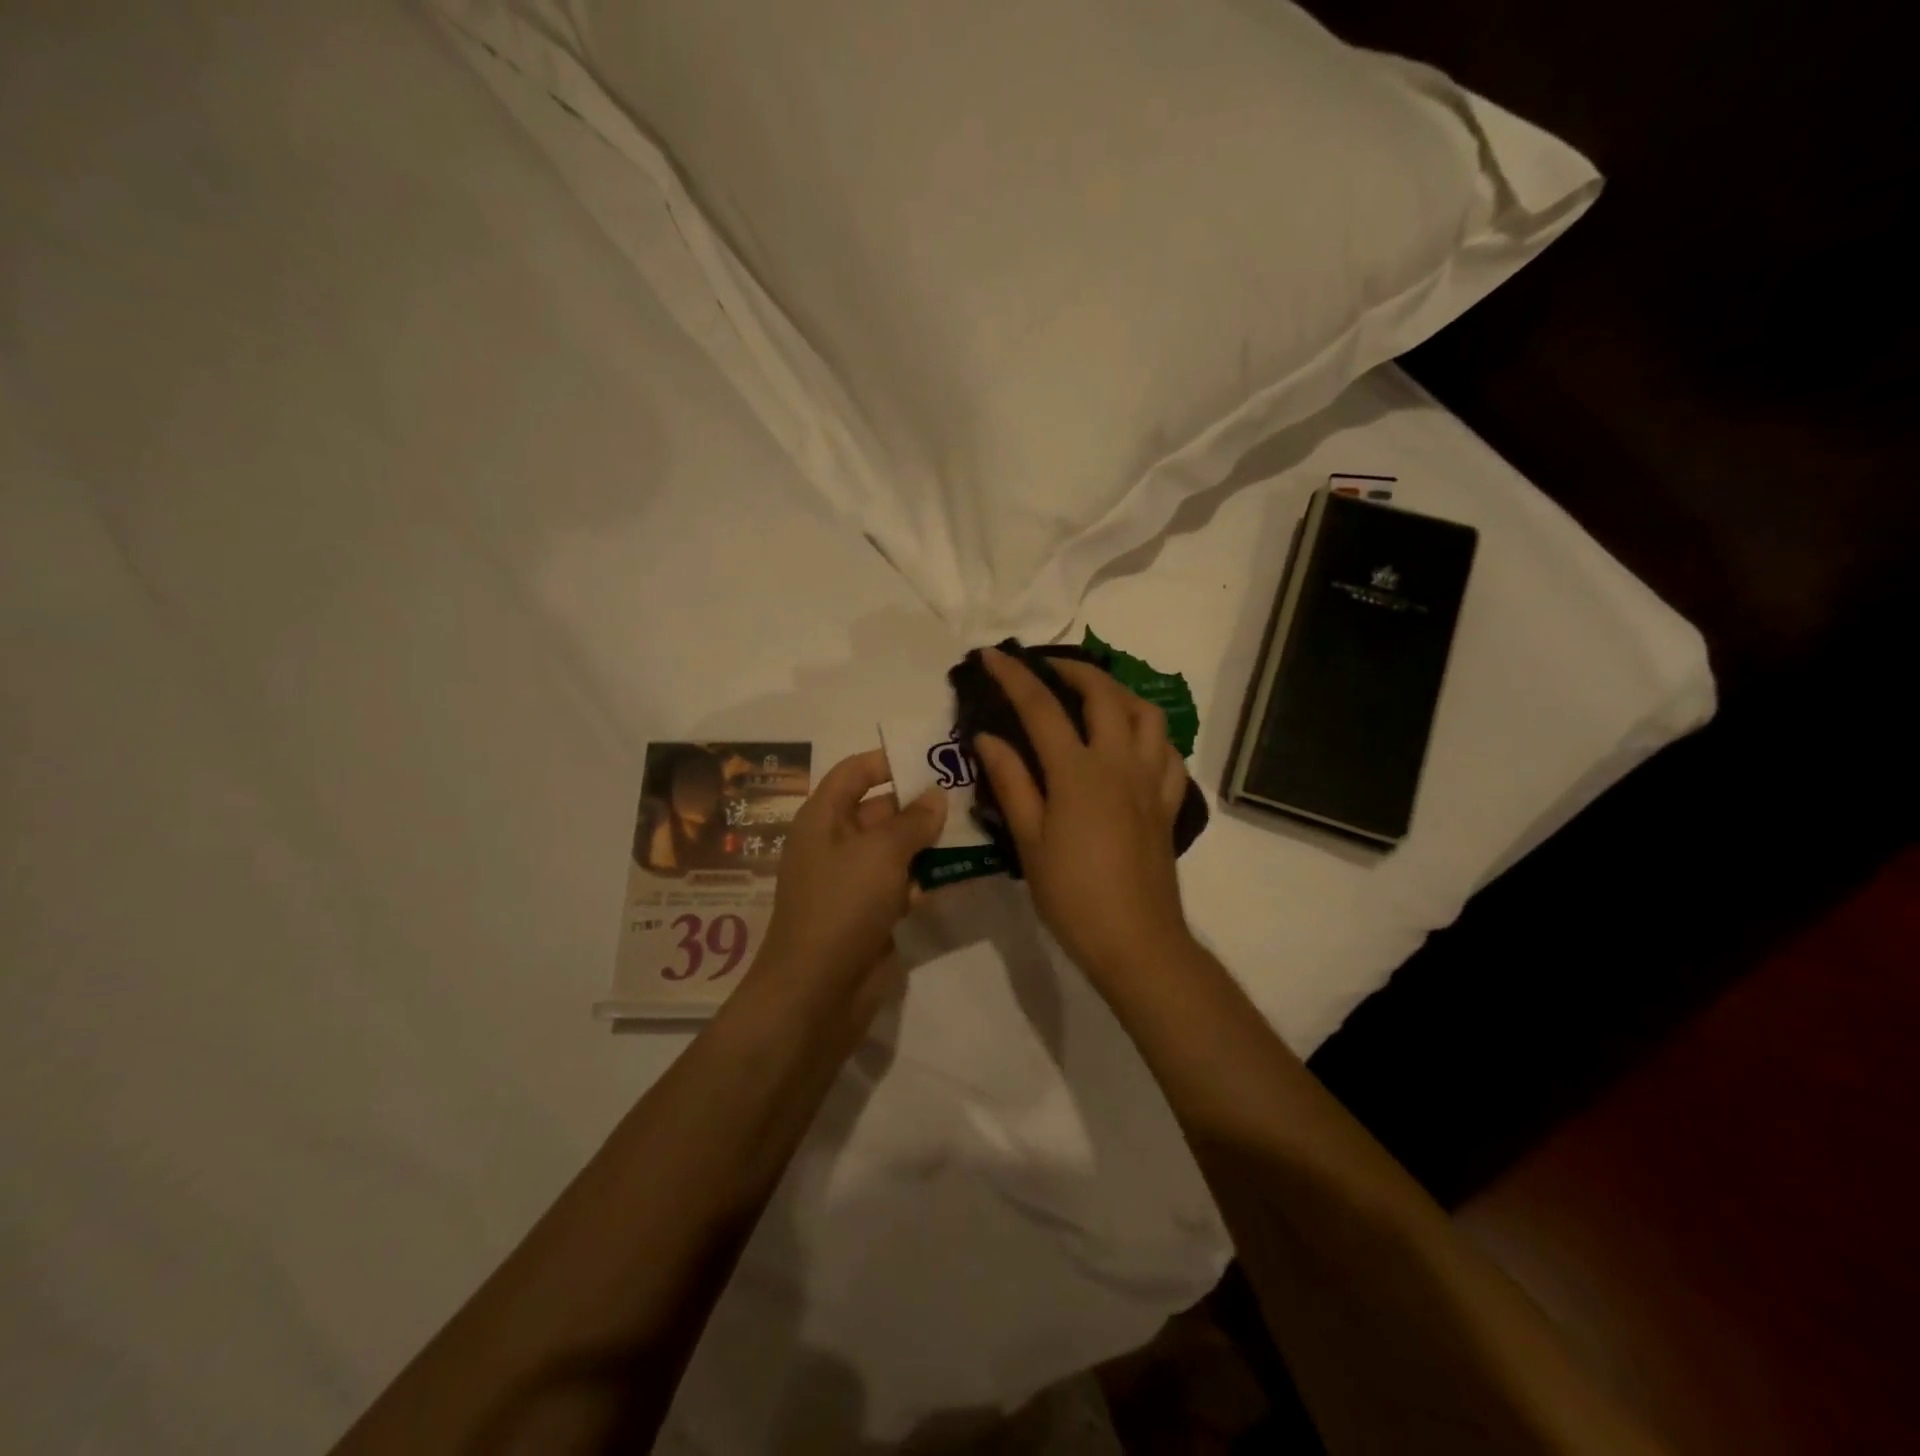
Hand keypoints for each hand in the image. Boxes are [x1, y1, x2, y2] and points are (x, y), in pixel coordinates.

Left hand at [755, 748, 946, 1008]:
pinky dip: (929, 876)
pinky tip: (965, 869)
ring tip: (978, 825)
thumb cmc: (843, 904)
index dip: (888, 760)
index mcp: (823, 818)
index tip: (932, 756)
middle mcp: (836, 843)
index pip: (854, 773)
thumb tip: (936, 796)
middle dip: (921, 802)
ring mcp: (854, 881)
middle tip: (970, 791)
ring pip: (897, 848)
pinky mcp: (873, 913)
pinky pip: (904, 883)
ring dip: (931, 840)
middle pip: (881, 809)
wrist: (818, 992)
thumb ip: (913, 820)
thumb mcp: (881, 852)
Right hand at [973, 647, 1193, 984]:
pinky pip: (1169, 753)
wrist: (1135, 941)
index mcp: (1079, 773)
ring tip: (1095, 696)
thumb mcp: (1029, 841)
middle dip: (1074, 669)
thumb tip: (987, 738)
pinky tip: (1134, 744)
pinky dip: (1151, 735)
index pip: (1041, 708)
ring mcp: (1152, 781)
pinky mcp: (1169, 803)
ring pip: (1148, 715)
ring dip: (1120, 693)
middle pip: (1104, 695)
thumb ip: (1011, 782)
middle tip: (1047, 668)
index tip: (992, 655)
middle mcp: (1121, 764)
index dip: (1014, 676)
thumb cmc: (1072, 895)